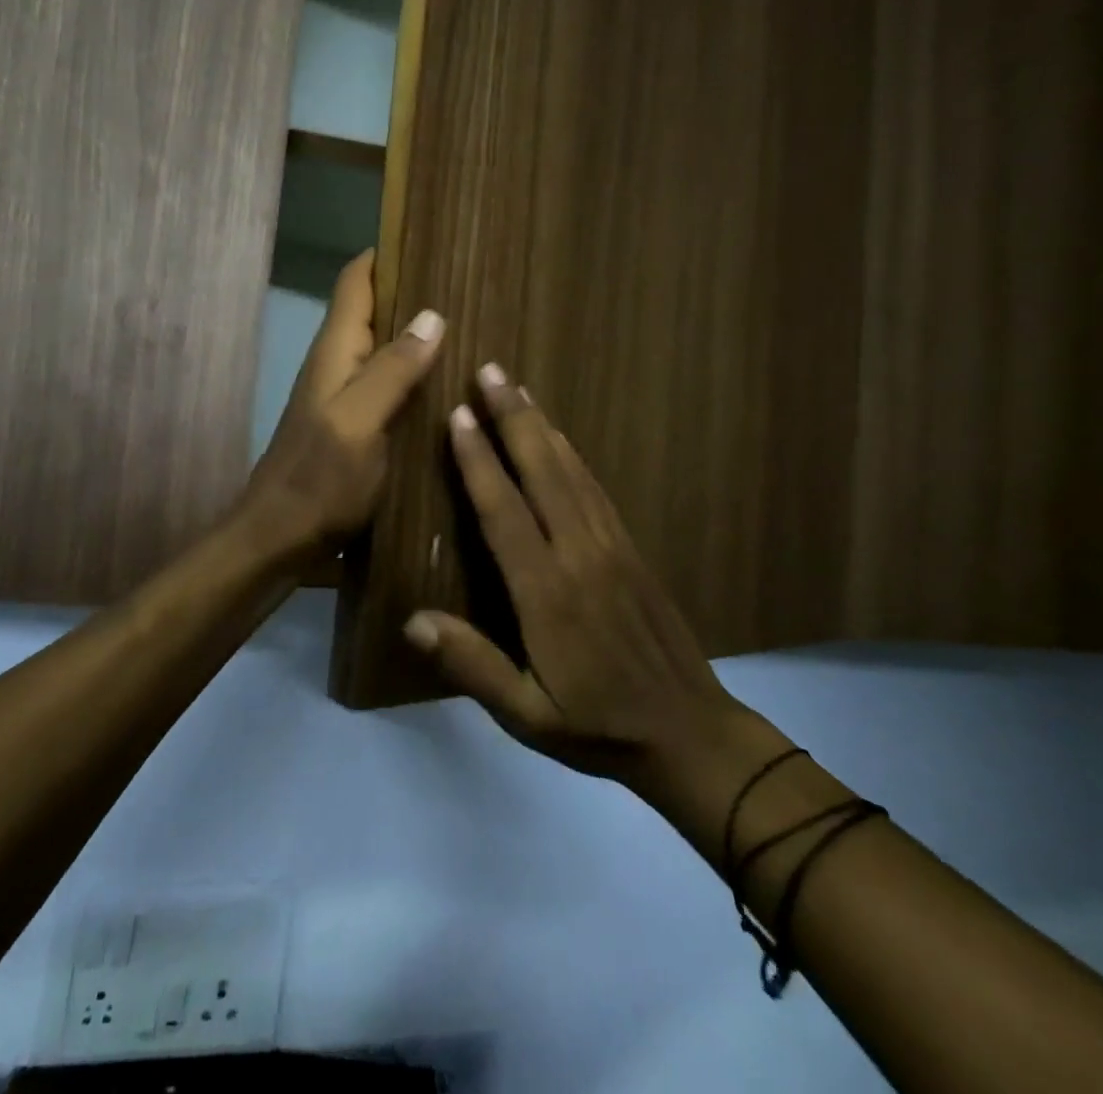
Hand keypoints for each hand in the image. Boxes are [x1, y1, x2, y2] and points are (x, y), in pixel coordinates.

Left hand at [238, 250, 443, 557]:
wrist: (280, 539)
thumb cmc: (319, 480)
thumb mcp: (360, 422)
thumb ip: (393, 370)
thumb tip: (432, 313)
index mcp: (336, 352)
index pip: (356, 281)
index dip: (386, 253)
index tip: (431, 233)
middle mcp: (338, 364)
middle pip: (372, 309)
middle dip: (412, 289)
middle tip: (470, 280)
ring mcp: (345, 396)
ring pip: (382, 346)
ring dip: (416, 331)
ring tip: (471, 322)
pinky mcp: (354, 425)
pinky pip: (388, 382)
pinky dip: (414, 371)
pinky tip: (447, 382)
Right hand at [403, 366, 790, 842]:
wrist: (689, 732)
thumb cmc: (598, 726)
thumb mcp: (527, 715)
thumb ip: (472, 666)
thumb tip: (413, 621)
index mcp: (547, 593)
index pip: (505, 512)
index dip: (480, 461)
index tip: (459, 416)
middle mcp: (579, 555)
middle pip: (543, 472)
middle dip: (514, 419)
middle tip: (491, 371)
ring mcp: (611, 547)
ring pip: (571, 472)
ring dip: (542, 426)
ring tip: (519, 389)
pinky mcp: (631, 549)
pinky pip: (596, 489)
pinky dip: (572, 454)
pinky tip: (560, 437)